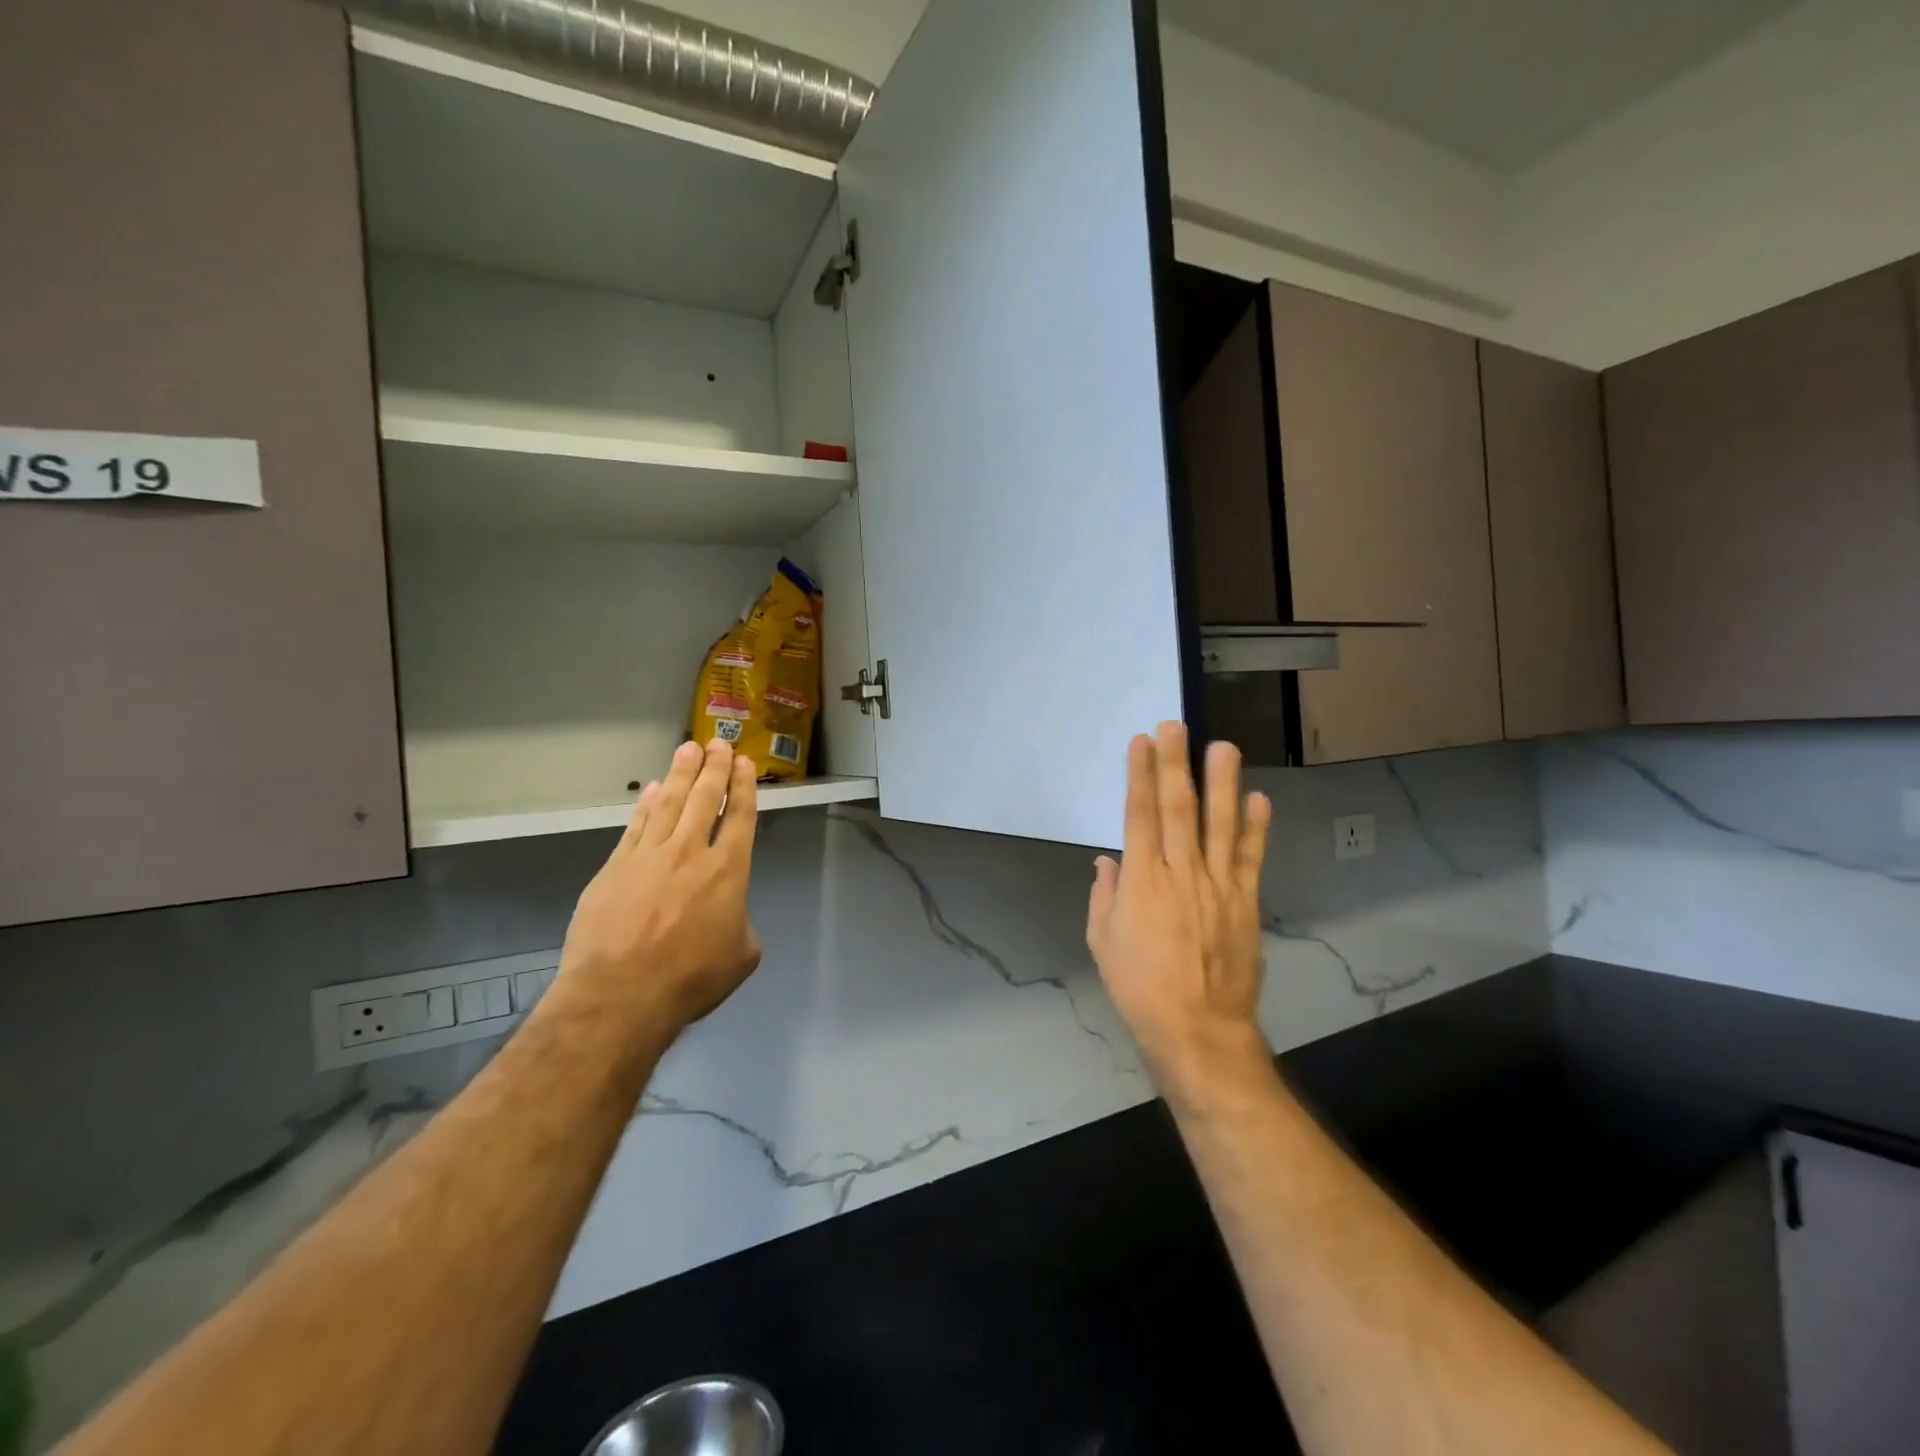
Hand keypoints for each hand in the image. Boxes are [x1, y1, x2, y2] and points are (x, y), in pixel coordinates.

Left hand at [560, 739, 762, 1035]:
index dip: (742, 787)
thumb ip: (741, 923)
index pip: (739, 817)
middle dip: (713, 768)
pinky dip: (645, 805)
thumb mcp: (741, 955)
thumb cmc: (691, 979)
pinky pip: (635, 827)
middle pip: (704, 799)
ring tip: (687, 750)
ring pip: (668, 804)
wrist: (621, 994)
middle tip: (717, 743)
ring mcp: (649, 857)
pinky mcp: (615, 868)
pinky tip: (650, 791)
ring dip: (680, 774)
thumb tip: (729, 915)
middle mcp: (691, 853)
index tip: (743, 763)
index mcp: (728, 871)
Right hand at [1087, 723, 1272, 1103]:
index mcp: (1142, 881)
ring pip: (1220, 824)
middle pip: (1177, 808)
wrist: (1198, 1029)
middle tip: (1177, 724)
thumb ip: (1105, 896)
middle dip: (1175, 764)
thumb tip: (1108, 861)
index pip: (1139, 815)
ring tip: (1224, 747)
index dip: (1140, 775)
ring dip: (1222, 783)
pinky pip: (1251, 859)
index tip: (1142, 742)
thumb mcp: (1102, 942)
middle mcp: (1181, 872)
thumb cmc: (1139, 987)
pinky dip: (1257, 829)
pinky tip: (1260, 800)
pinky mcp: (1245, 903)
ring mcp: (1218, 885)